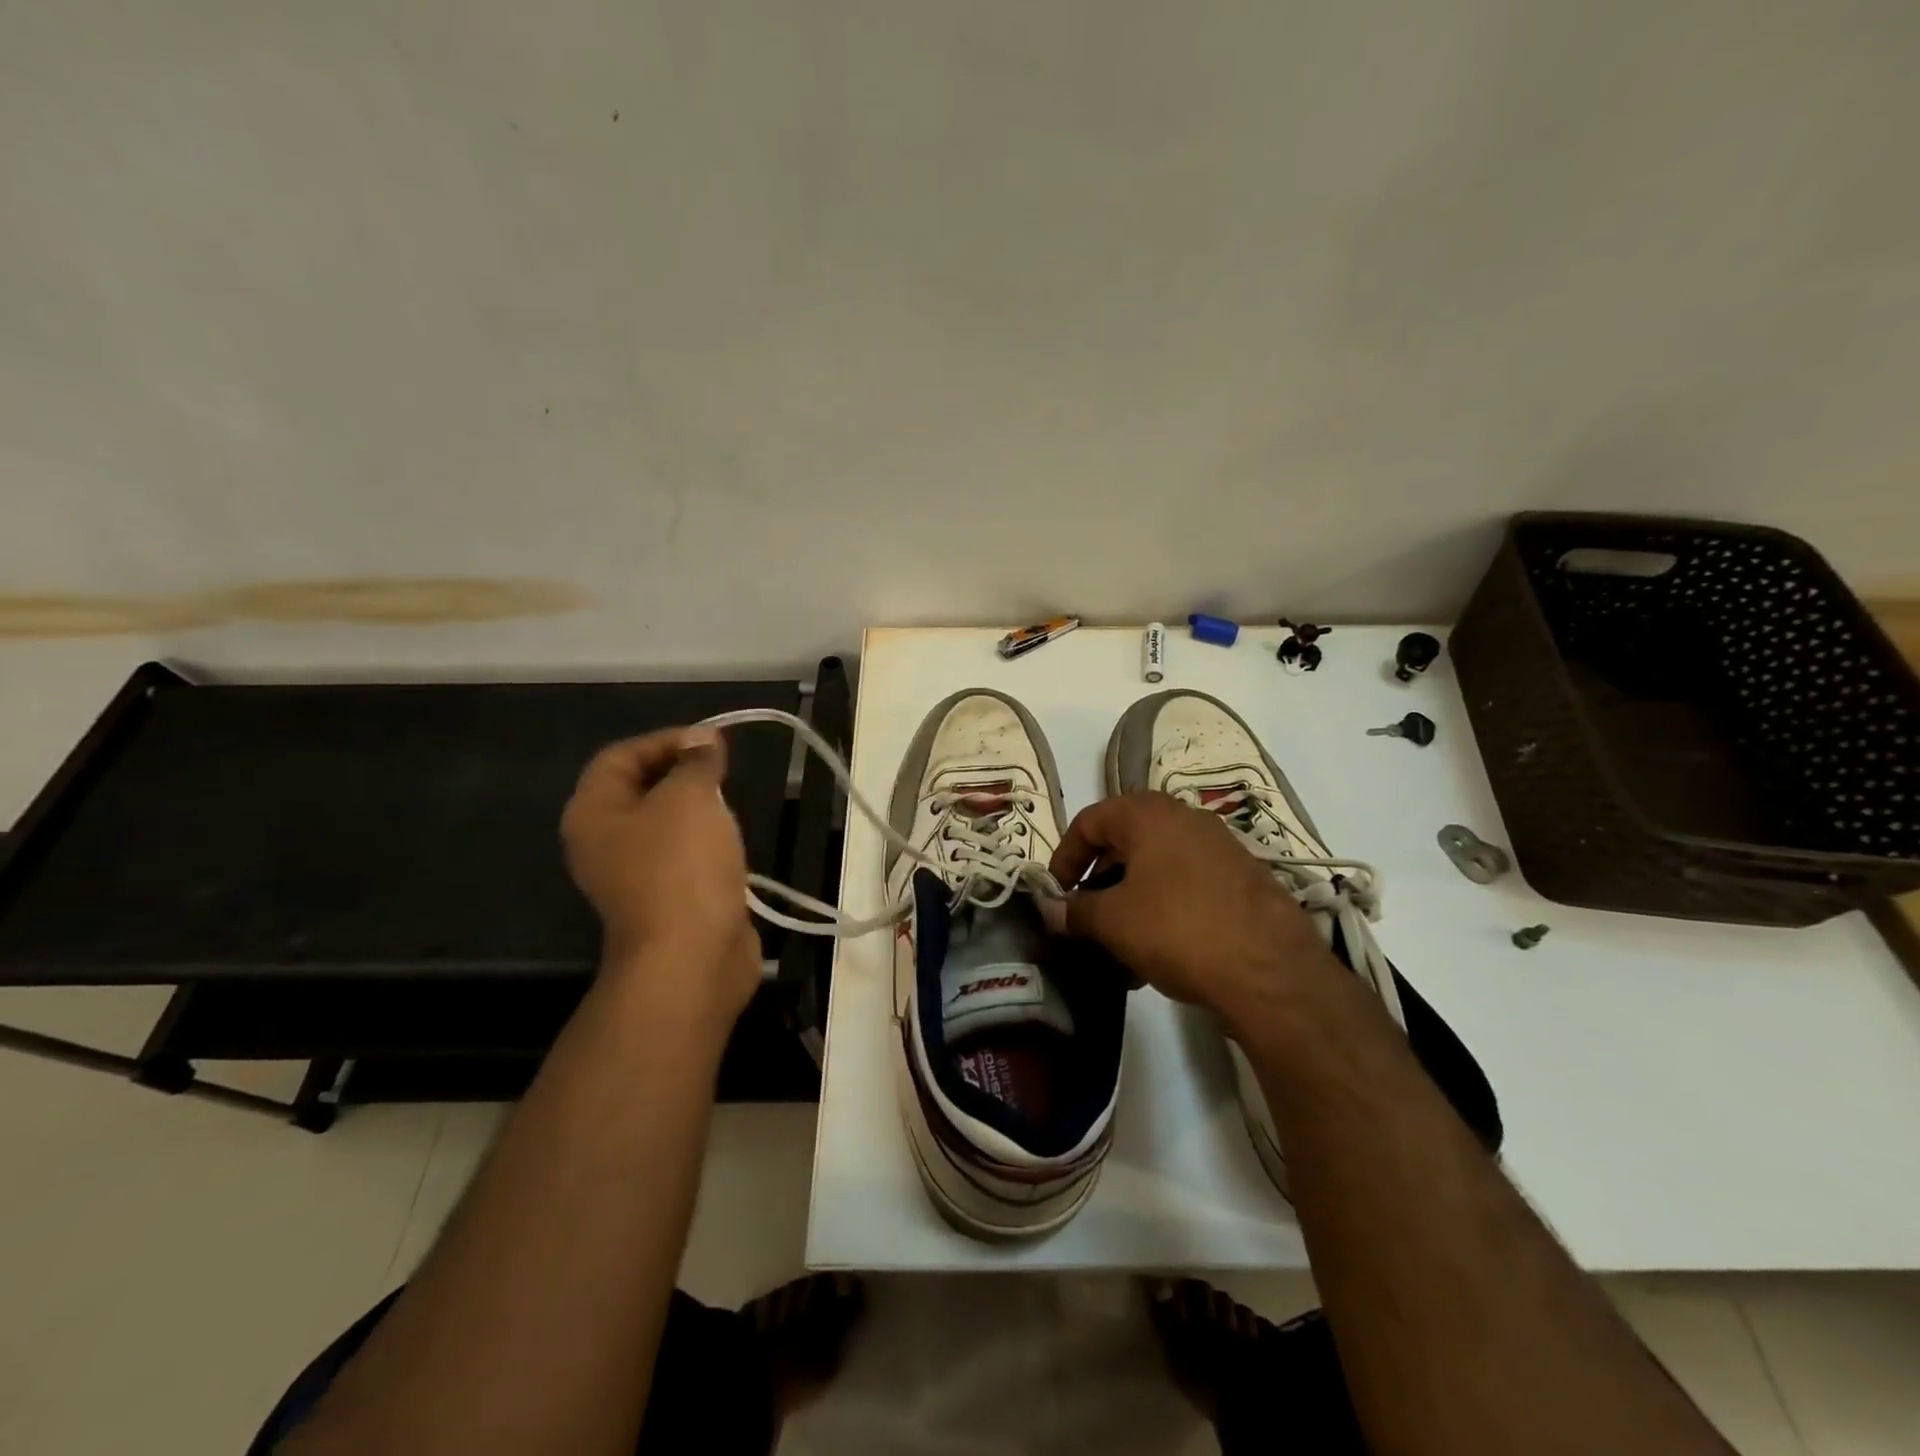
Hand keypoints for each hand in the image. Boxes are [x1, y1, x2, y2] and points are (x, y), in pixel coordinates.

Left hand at [560, 727, 759, 1029]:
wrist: (691, 957)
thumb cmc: (681, 866)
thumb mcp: (690, 797)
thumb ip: (695, 762)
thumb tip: (703, 740)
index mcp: (593, 813)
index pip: (620, 756)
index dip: (664, 740)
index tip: (711, 740)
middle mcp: (603, 842)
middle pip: (639, 789)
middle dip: (681, 771)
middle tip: (722, 767)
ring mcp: (633, 875)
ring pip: (663, 824)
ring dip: (696, 807)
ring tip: (730, 798)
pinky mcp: (665, 900)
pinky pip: (682, 856)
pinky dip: (705, 841)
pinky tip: (732, 840)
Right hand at [1049, 792, 1344, 1025]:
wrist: (1270, 971)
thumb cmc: (1176, 928)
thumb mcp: (1112, 921)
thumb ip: (1075, 910)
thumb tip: (1052, 909)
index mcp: (1147, 814)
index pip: (1089, 821)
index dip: (1064, 857)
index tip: (1056, 894)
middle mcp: (1184, 818)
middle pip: (1124, 843)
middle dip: (1098, 882)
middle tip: (1085, 919)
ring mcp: (1219, 847)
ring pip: (1157, 868)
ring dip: (1130, 901)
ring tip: (1119, 947)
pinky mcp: (1243, 879)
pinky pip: (1187, 886)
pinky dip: (1163, 910)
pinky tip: (1158, 955)